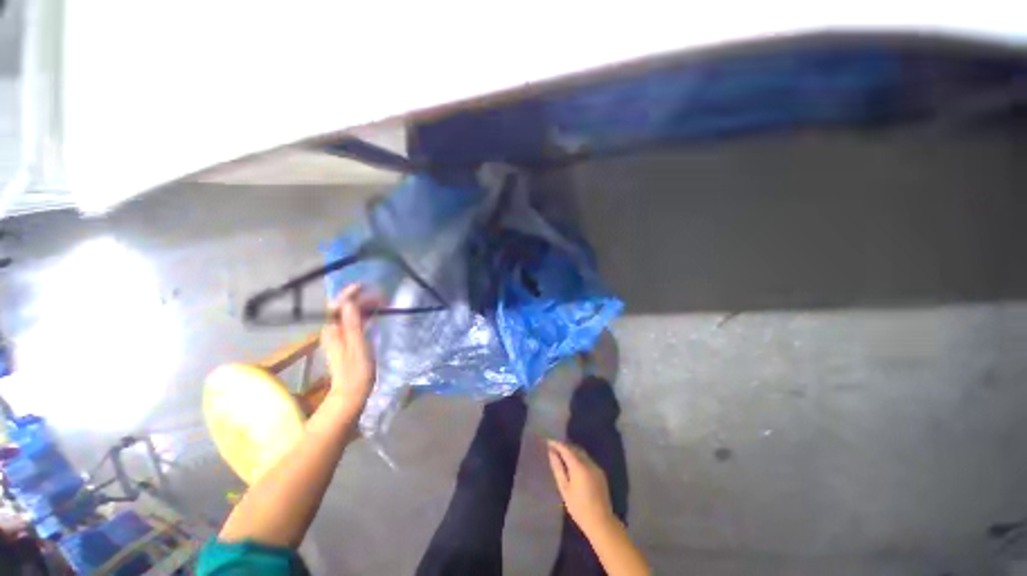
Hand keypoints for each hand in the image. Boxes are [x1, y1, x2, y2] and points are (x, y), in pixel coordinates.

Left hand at [321, 285, 378, 414]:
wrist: (352, 394)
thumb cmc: (356, 372)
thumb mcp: (358, 347)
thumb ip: (352, 324)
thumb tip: (349, 302)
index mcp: (333, 331)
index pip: (337, 306)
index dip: (349, 294)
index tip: (363, 285)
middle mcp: (332, 331)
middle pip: (343, 308)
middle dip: (360, 299)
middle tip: (381, 296)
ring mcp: (339, 336)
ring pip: (349, 314)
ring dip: (363, 306)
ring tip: (381, 302)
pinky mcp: (347, 342)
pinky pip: (354, 322)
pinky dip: (364, 315)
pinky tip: (375, 314)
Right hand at [547, 439, 615, 534]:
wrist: (601, 522)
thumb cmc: (579, 507)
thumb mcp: (564, 489)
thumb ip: (558, 468)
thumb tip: (552, 453)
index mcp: (579, 466)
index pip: (566, 449)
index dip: (557, 444)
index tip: (548, 442)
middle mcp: (589, 463)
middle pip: (575, 449)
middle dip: (564, 446)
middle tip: (554, 448)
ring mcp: (596, 467)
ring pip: (582, 453)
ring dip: (572, 451)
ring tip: (562, 455)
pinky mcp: (600, 473)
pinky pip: (587, 460)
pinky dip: (579, 458)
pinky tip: (574, 464)